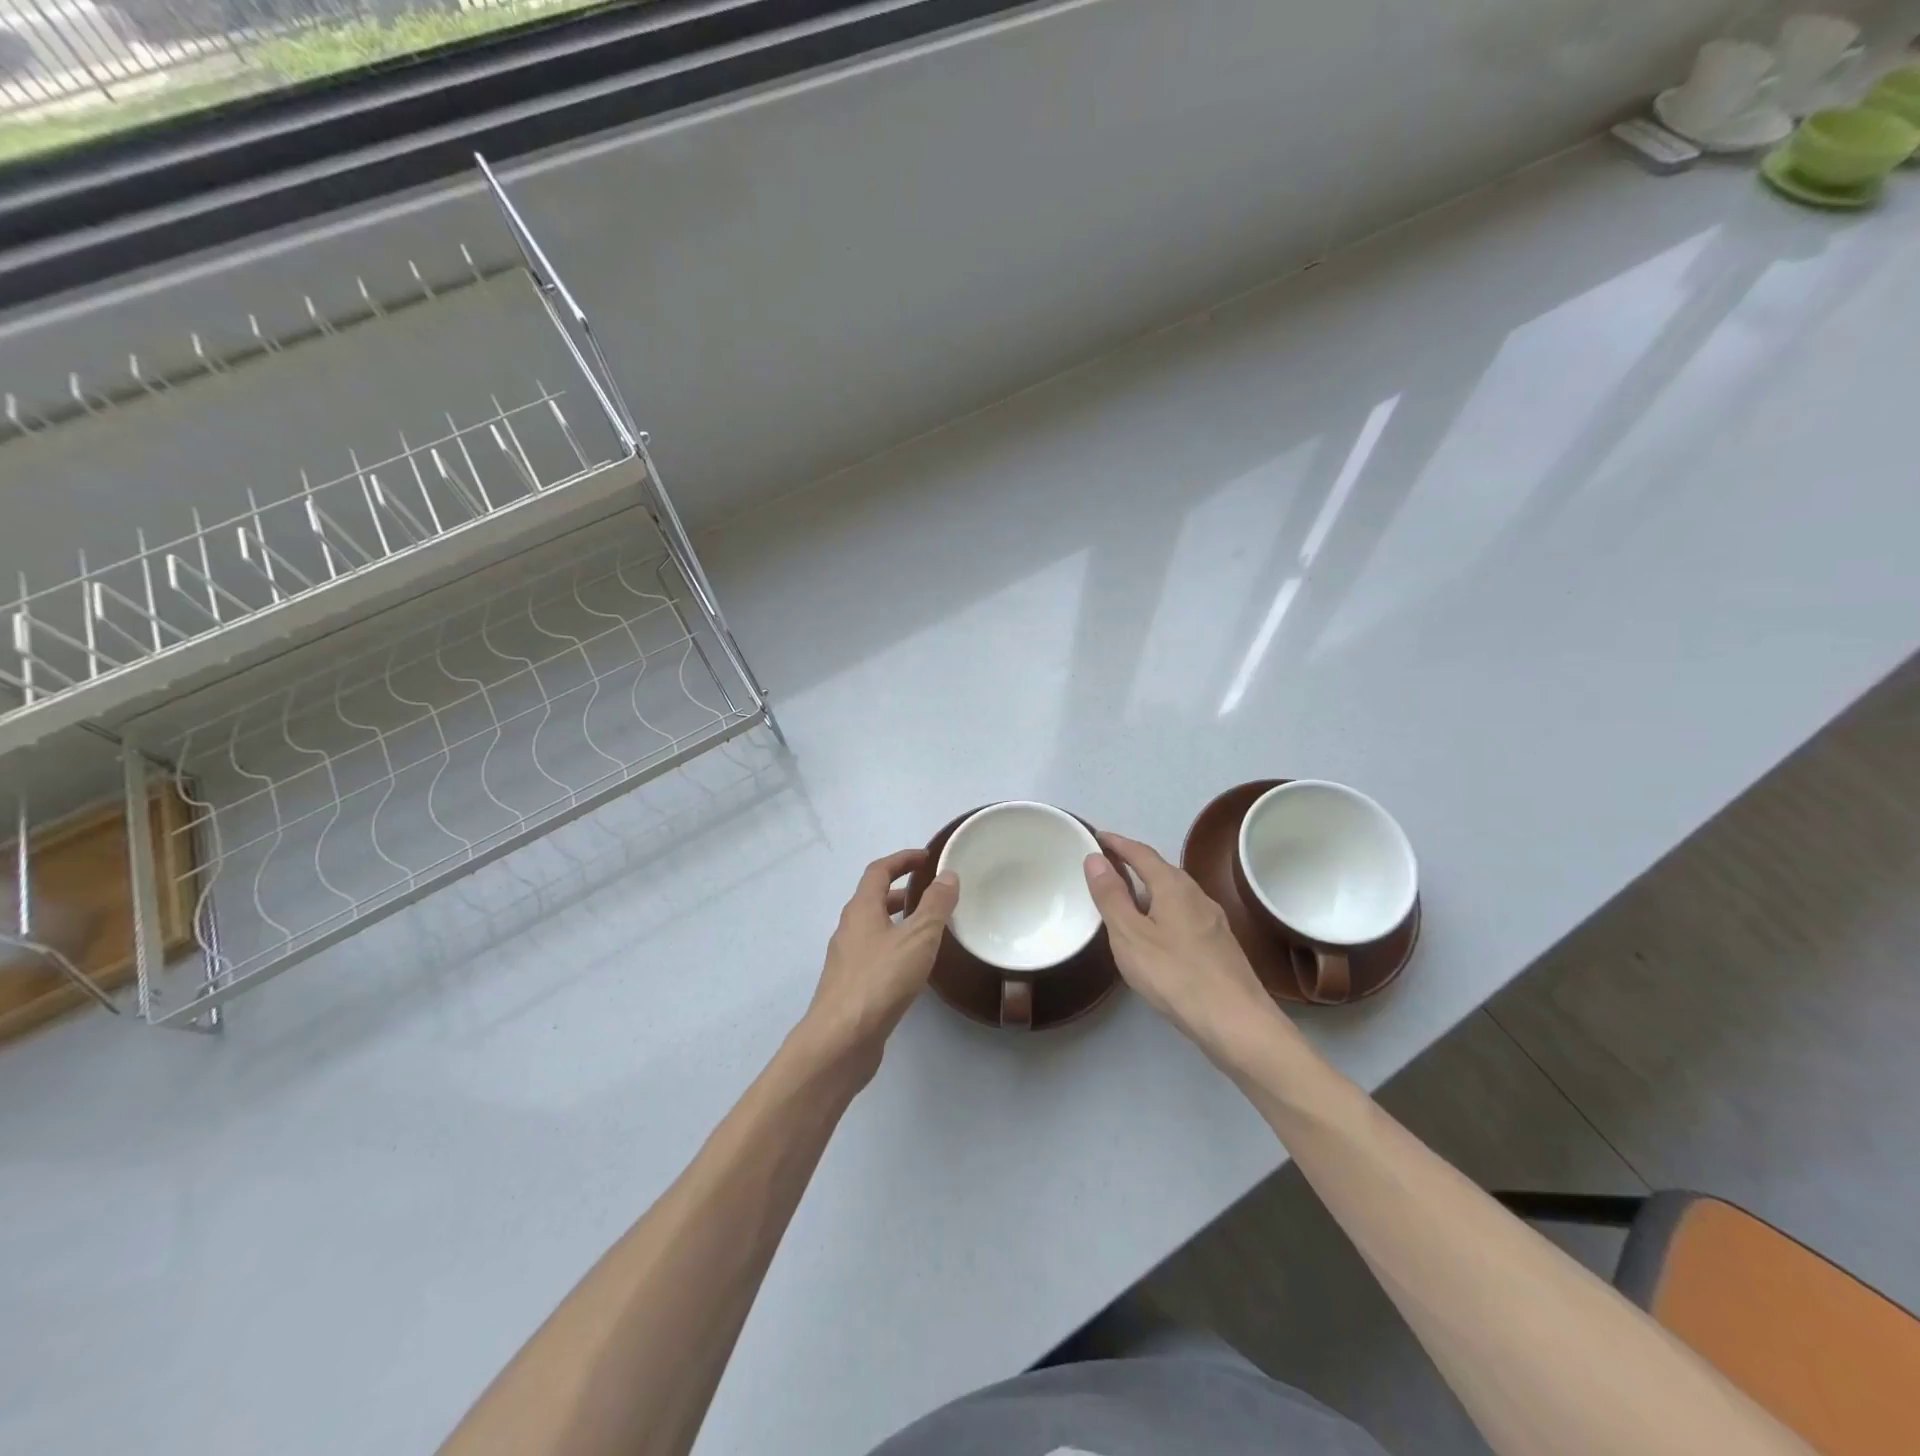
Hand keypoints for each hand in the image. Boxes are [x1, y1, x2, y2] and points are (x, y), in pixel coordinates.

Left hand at [801, 849, 957, 1078]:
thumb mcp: (917, 937)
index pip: (879, 871)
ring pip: (875, 928)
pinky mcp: (851, 986)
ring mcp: (847, 959)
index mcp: (861, 909)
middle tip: (932, 893)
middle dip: (902, 891)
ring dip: (899, 920)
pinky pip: (876, 954)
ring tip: (929, 928)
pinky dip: (896, 947)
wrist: (840, 1040)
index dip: (903, 860)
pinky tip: (914, 967)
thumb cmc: (880, 981)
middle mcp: (849, 929)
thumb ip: (935, 905)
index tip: (927, 858)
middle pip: (874, 899)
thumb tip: (948, 875)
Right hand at [1083, 832, 1281, 1062]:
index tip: (1096, 836)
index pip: (1141, 853)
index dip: (1117, 843)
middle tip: (1106, 868)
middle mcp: (1197, 895)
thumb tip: (1094, 858)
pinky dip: (1162, 912)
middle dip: (1133, 864)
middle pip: (1161, 871)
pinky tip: (1155, 934)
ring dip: (1148, 890)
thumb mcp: (1130, 936)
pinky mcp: (1220, 944)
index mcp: (1174, 886)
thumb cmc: (1175, 975)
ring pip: (1174, 894)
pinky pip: (1183, 915)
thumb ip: (1111, 896)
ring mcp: (1213, 920)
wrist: (1237, 1022)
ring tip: (1125, 900)